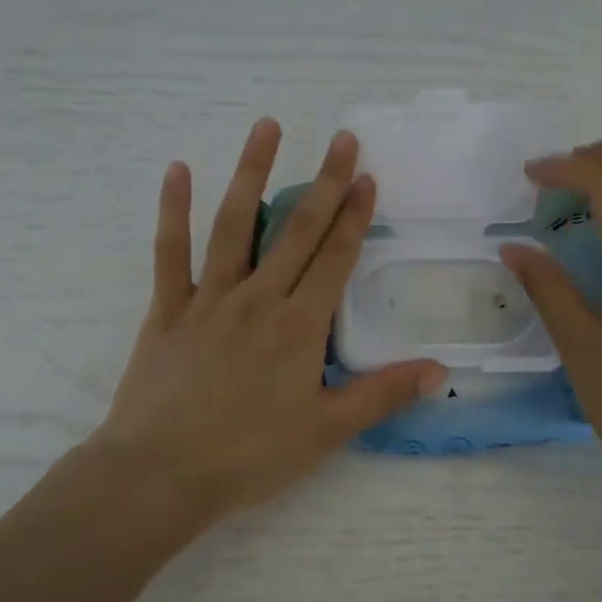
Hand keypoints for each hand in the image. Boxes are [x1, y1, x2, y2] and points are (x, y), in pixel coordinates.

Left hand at [91, 118, 446, 533]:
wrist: (161, 474)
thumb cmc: (249, 456)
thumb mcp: (326, 431)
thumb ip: (382, 395)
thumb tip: (440, 370)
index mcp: (299, 326)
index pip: (335, 258)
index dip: (354, 216)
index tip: (367, 176)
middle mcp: (258, 298)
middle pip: (297, 230)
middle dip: (324, 182)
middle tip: (341, 137)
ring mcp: (209, 298)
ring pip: (235, 224)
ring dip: (253, 172)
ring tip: (266, 127)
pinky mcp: (168, 308)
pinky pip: (170, 251)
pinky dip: (172, 209)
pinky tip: (177, 169)